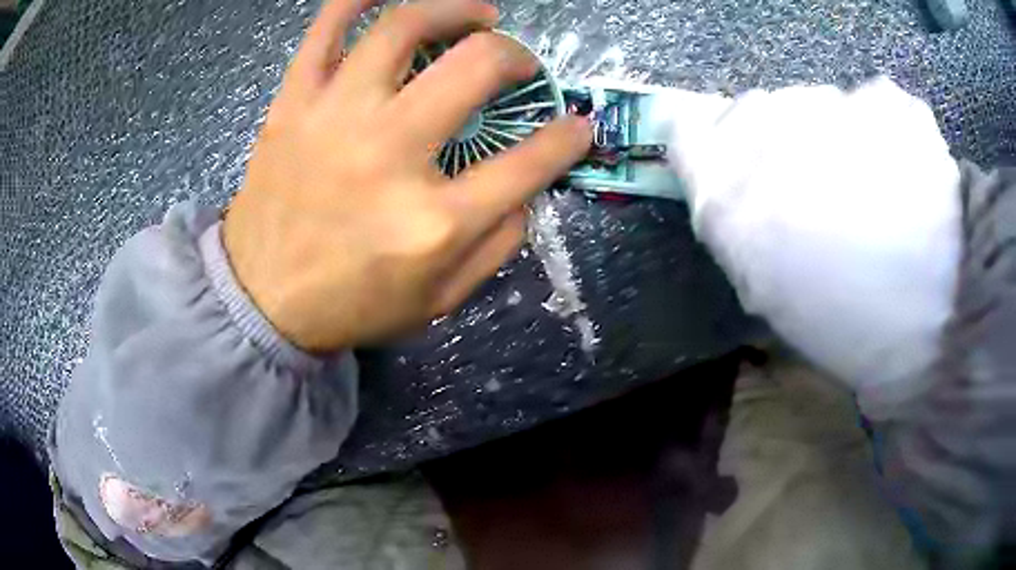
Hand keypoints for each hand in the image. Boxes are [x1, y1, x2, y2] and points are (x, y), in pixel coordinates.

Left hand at [223, 0, 591, 351]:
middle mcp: (388, 153)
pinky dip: (358, 0)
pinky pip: (326, 29)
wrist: (262, 299)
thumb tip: (531, 187)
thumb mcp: (439, 299)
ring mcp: (334, 117)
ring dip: (454, 9)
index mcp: (433, 221)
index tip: (577, 125)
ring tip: (476, 15)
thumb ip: (498, 245)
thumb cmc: (351, 303)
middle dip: (514, 56)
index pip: (529, 162)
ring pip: (404, 27)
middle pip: (475, 68)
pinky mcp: (294, 103)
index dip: (567, 138)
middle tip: (516, 61)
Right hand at [666, 78, 960, 409]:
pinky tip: (902, 173)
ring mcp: (831, 103)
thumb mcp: (768, 289)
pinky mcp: (886, 98)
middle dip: (774, 143)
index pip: (687, 130)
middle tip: (814, 190)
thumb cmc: (848, 326)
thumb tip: (732, 177)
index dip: (706, 143)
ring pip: (812, 103)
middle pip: (753, 110)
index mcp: (730, 188)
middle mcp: (769, 129)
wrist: (943, 323)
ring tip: (869, 189)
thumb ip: (736, 220)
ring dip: (830, 136)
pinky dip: (879, 129)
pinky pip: (867, 102)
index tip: (731, 164)